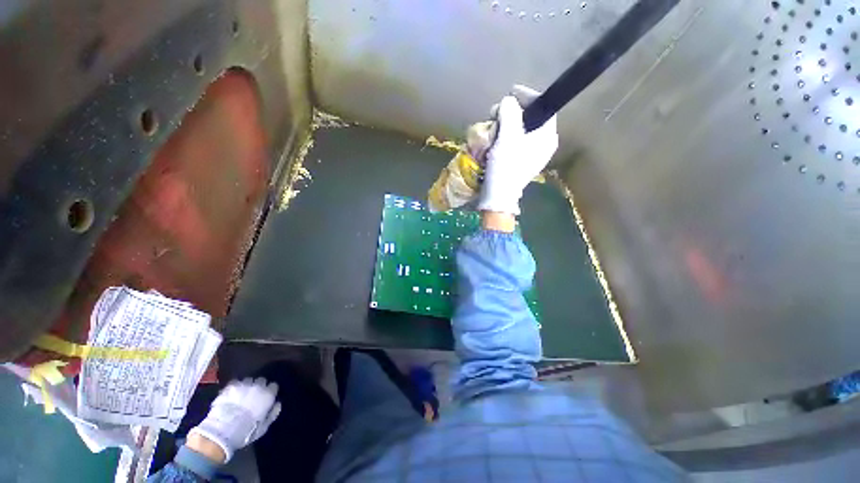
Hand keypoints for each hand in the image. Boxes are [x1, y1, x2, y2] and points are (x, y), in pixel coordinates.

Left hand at [188, 378, 280, 461]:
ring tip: (241, 395)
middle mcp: (258, 386)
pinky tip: (231, 394)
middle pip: (261, 380)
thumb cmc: (246, 431)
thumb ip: (273, 414)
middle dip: (259, 386)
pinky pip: (235, 383)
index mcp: (268, 395)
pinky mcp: (230, 386)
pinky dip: (234, 387)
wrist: (222, 431)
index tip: (266, 398)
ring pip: (248, 380)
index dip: (270, 392)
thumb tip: (278, 404)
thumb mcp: (263, 427)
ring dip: (246, 386)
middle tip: (253, 396)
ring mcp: (243, 385)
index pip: (273, 386)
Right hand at [478, 85, 558, 215]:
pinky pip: (515, 142)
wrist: (499, 196)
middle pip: (530, 118)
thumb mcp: (507, 137)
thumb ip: (510, 113)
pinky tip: (494, 140)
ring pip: (521, 130)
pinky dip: (504, 138)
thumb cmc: (505, 166)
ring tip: (492, 129)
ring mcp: (533, 154)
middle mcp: (544, 144)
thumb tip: (508, 101)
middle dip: (512, 113)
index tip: (511, 93)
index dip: (527, 96)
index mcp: (547, 136)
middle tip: (496, 114)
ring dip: (505, 126)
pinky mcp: (522, 162)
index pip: (543, 107)